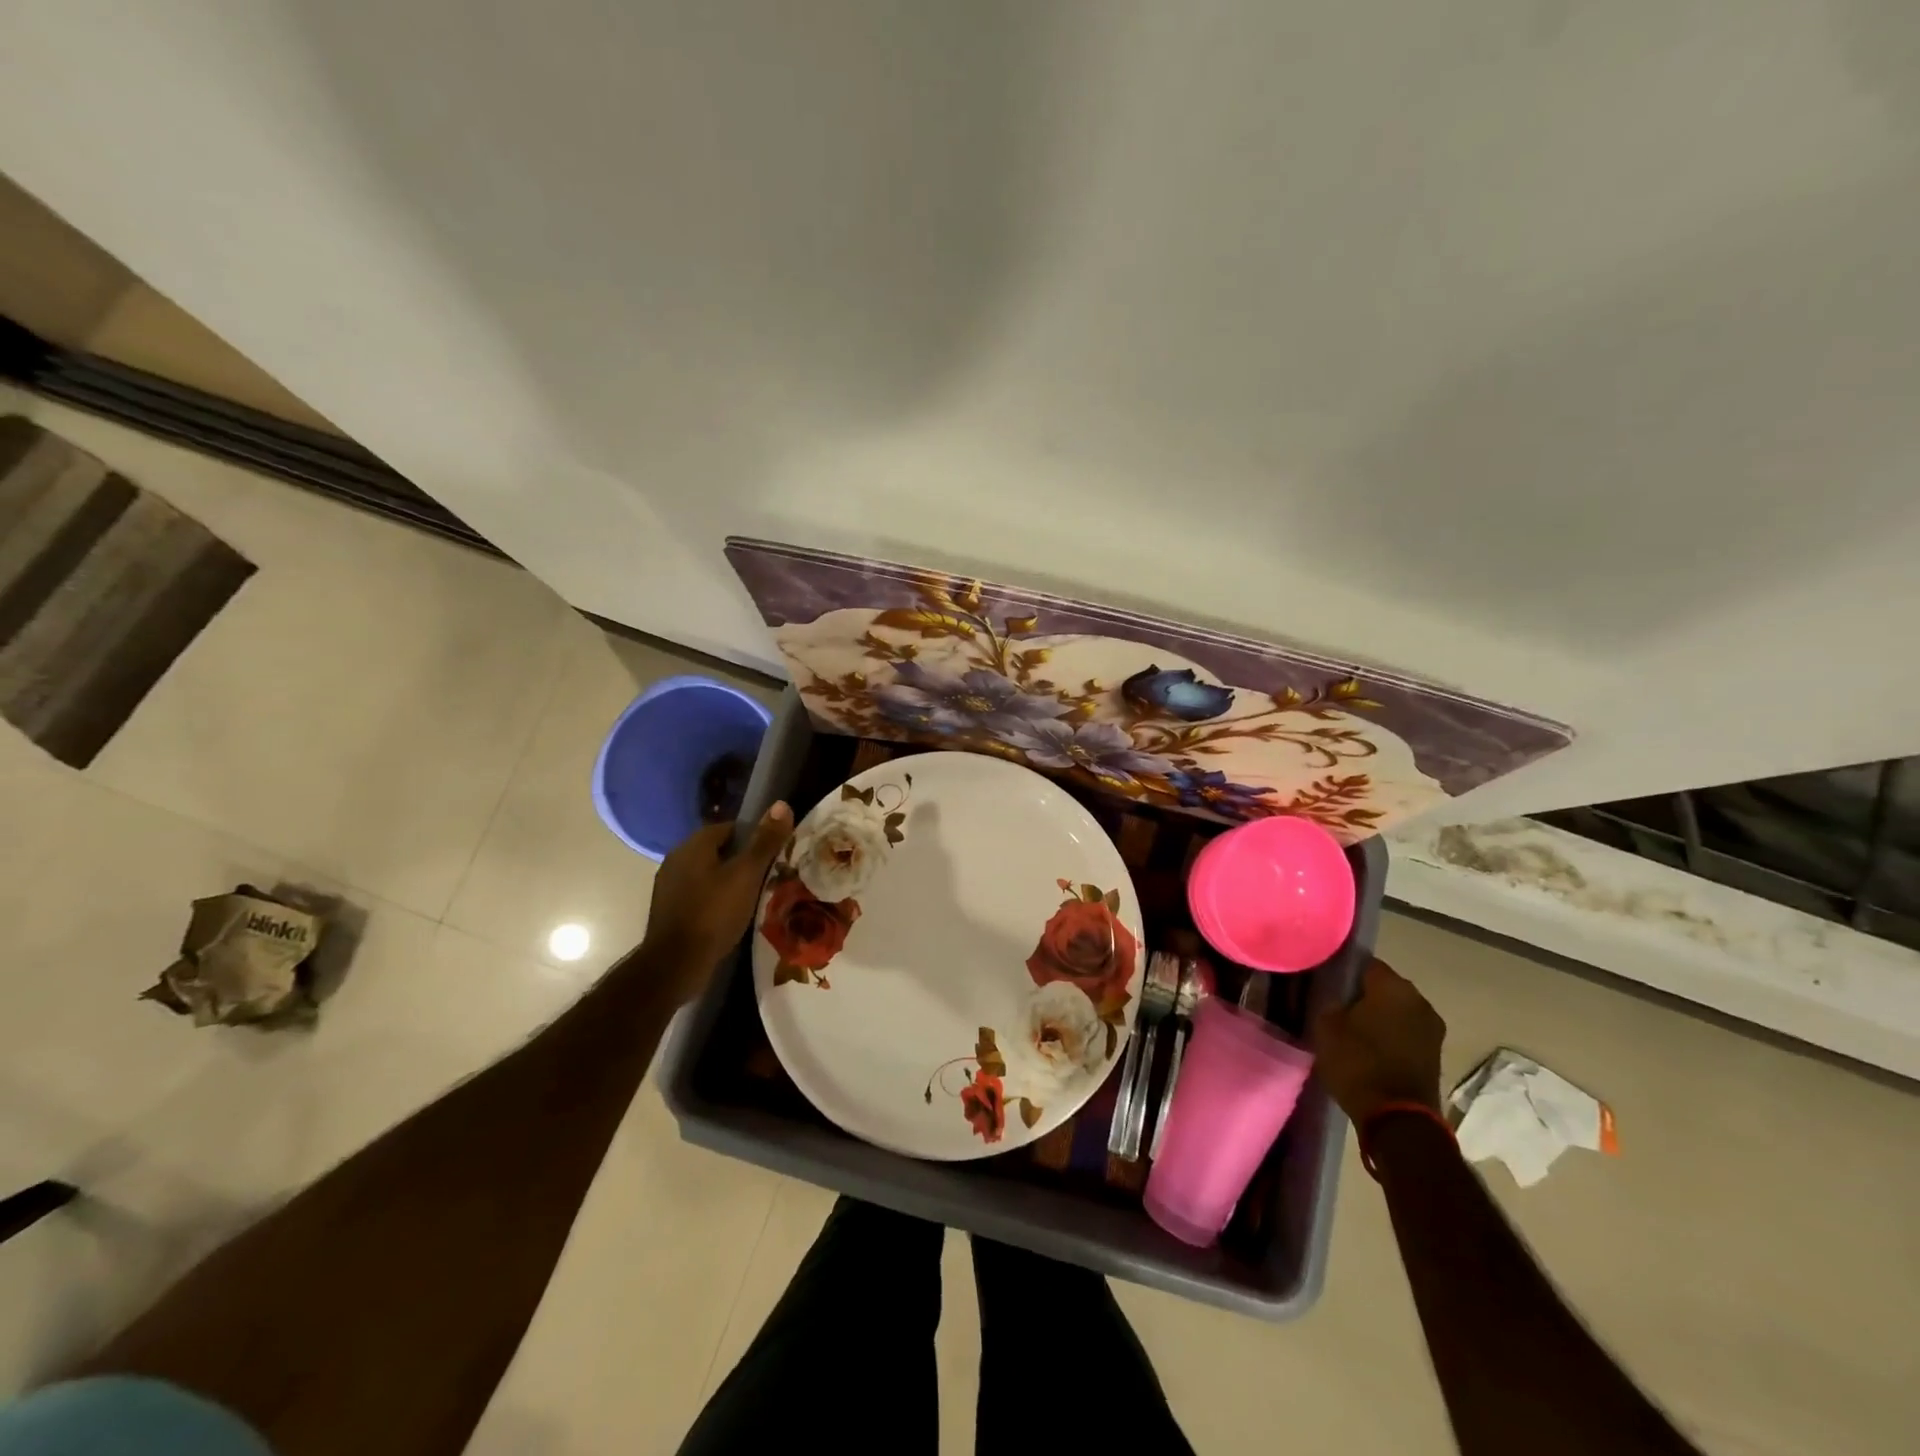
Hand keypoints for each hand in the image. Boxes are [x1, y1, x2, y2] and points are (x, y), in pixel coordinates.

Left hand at [642, 803, 793, 996]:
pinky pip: (698, 893)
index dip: (753, 837)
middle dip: (742, 859)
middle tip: (768, 875)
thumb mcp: (747, 875)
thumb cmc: (714, 913)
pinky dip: (715, 898)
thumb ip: (765, 841)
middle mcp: (676, 859)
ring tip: (753, 896)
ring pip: (707, 873)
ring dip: (728, 880)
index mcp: (693, 845)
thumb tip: (782, 804)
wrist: (675, 964)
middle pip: (718, 850)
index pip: (729, 827)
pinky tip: (731, 914)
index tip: (773, 853)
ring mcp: (669, 886)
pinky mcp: (669, 910)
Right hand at [1312, 958, 1445, 1124]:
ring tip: (1352, 1029)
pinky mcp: (1435, 1053)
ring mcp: (1432, 1028)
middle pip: (1383, 986)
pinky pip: (1406, 1032)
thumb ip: (1330, 1001)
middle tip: (1336, 1006)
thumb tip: (1335, 997)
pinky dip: (1390, 1036)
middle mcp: (1419, 1000)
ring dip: (1378, 1016)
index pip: (1363, 963)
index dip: (1343, 971)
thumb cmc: (1358, 1063)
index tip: (1326, 983)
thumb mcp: (1326, 1026)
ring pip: (1396, 1010)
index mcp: (1393, 986)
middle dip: (1362, 994)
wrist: (1398, 1120)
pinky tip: (1369, 1048)